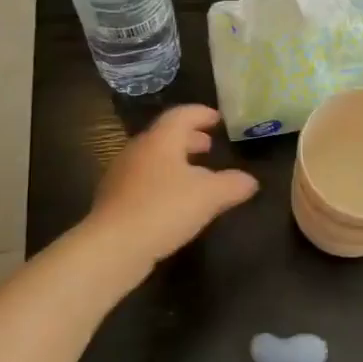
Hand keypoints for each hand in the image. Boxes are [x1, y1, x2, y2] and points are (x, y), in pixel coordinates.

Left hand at [90, 105, 259, 270]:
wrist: (112, 247)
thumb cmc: (163, 209)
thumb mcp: (209, 196)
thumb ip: (232, 184)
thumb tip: (250, 181)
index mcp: (160, 140)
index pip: (182, 115)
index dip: (202, 114)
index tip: (218, 119)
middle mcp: (138, 150)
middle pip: (165, 136)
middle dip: (189, 139)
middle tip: (209, 145)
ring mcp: (122, 175)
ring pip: (154, 159)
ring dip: (176, 161)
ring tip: (196, 175)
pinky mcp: (114, 200)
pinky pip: (144, 181)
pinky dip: (163, 181)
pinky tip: (175, 201)